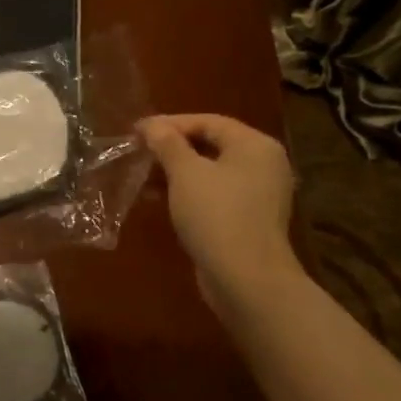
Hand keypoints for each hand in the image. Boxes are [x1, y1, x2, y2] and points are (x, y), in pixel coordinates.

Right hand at [139, 113, 300, 312]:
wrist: (246, 279)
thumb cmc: (216, 215)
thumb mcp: (186, 173)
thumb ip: (167, 144)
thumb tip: (151, 125)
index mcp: (255, 145)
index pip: (208, 122)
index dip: (170, 123)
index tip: (137, 131)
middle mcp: (263, 165)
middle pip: (211, 145)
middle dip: (172, 149)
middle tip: (138, 152)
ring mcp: (258, 194)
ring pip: (210, 172)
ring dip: (176, 172)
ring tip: (142, 177)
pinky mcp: (248, 220)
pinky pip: (214, 195)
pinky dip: (188, 193)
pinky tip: (159, 200)